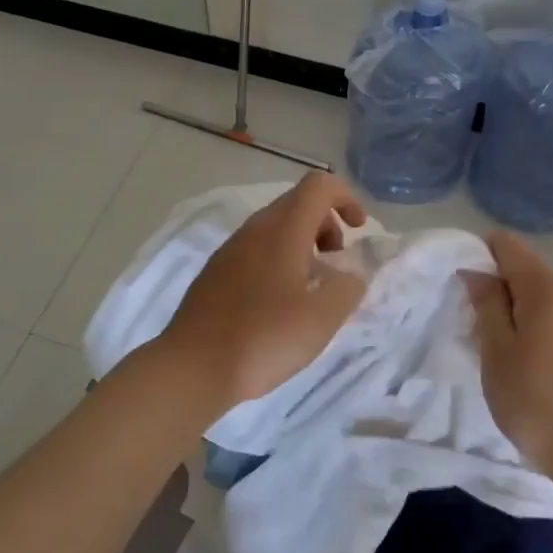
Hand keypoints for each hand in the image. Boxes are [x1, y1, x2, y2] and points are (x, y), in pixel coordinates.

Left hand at [155, 172, 368, 408]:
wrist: (194, 367)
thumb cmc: (265, 337)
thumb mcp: (323, 316)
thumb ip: (348, 287)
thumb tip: (349, 275)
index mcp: (282, 229)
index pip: (319, 185)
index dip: (346, 198)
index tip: (359, 231)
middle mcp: (253, 229)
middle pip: (296, 204)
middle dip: (326, 226)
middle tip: (336, 265)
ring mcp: (229, 250)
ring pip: (274, 229)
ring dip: (301, 246)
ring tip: (311, 289)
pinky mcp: (214, 274)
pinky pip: (255, 252)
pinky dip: (278, 263)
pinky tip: (279, 305)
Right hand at [462, 230, 552, 473]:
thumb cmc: (537, 400)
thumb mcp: (497, 351)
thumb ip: (486, 304)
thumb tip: (476, 271)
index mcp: (548, 287)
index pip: (507, 244)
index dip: (479, 255)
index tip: (462, 287)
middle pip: (526, 270)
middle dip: (498, 288)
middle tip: (476, 327)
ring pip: (544, 295)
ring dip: (519, 310)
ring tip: (502, 349)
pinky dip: (540, 326)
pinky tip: (531, 361)